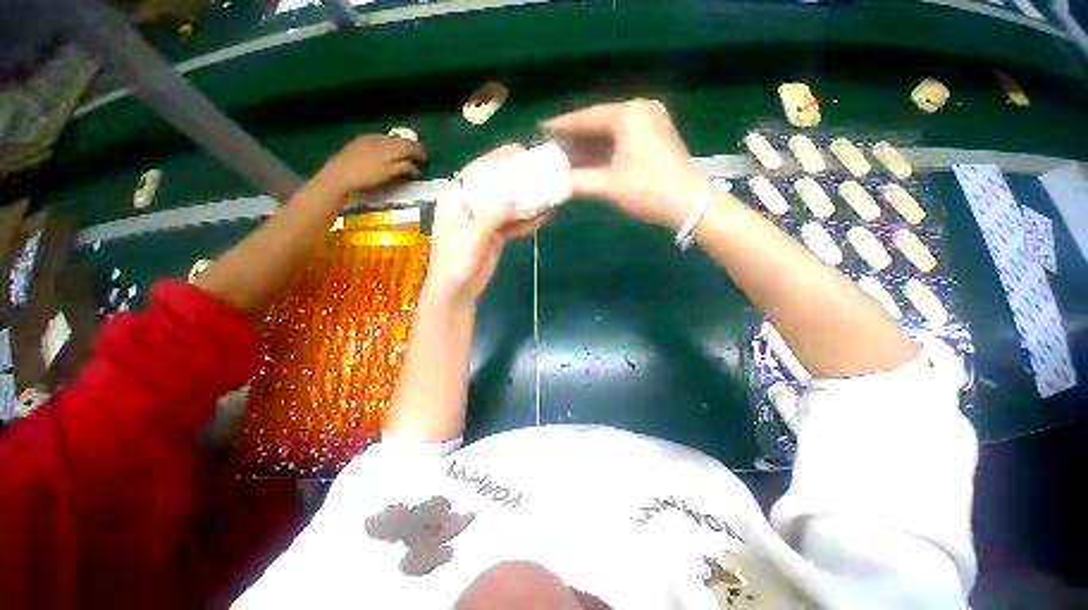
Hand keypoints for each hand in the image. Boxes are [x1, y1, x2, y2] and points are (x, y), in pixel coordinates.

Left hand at [314, 134, 426, 201]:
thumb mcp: (388, 175)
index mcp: (389, 148)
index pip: (409, 147)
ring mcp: (368, 140)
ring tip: (405, 147)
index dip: (418, 151)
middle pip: (399, 140)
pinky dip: (387, 142)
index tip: (426, 157)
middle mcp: (380, 140)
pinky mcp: (359, 142)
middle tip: (419, 150)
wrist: (338, 175)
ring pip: (389, 138)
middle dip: (410, 145)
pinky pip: (378, 138)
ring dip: (399, 142)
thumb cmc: (366, 178)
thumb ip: (403, 169)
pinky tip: (386, 146)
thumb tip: (415, 167)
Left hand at [424, 144, 548, 305]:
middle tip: (538, 168)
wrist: (457, 291)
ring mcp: (484, 222)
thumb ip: (494, 215)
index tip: (518, 150)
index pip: (477, 172)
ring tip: (547, 190)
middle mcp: (471, 207)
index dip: (497, 159)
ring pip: (507, 206)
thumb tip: (517, 195)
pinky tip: (545, 215)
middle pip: (495, 187)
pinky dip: (527, 221)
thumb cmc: (456, 261)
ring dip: (526, 201)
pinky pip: (513, 225)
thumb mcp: (473, 235)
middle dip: (516, 179)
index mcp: (456, 199)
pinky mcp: (495, 236)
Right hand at [544, 99, 706, 229]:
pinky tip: (587, 158)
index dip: (562, 125)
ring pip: (609, 131)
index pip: (586, 117)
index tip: (540, 128)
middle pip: (598, 122)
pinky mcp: (655, 136)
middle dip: (574, 136)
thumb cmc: (648, 191)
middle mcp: (639, 110)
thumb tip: (553, 183)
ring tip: (563, 153)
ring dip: (587, 144)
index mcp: (628, 115)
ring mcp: (650, 122)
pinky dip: (603, 149)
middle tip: (550, 144)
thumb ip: (577, 181)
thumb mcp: (608, 186)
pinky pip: (621, 138)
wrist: (689, 204)